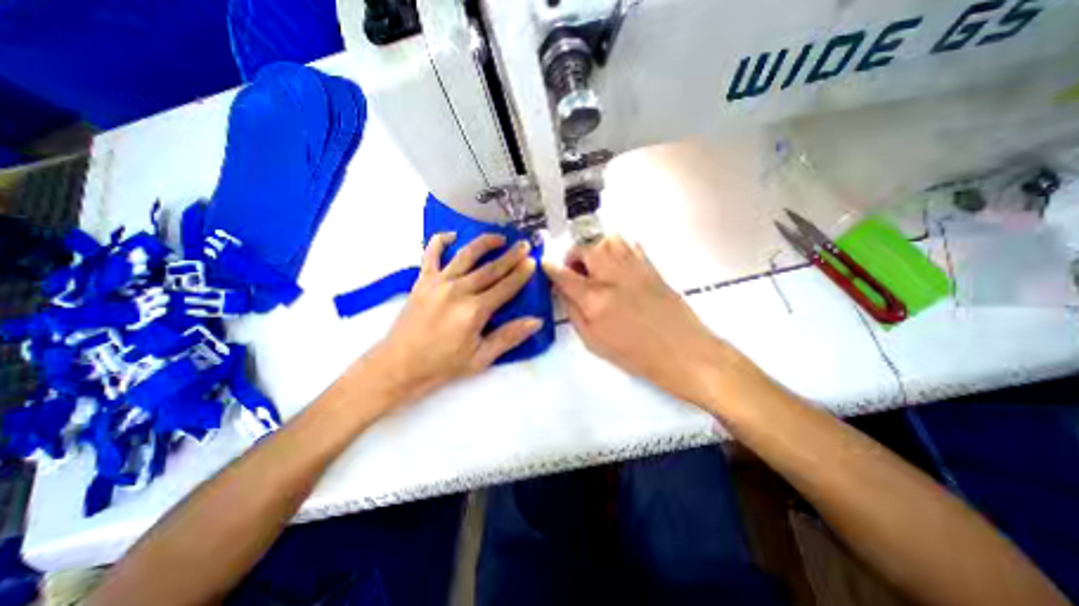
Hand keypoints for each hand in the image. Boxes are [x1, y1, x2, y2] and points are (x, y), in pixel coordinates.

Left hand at [360, 231, 539, 406]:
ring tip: (498, 237)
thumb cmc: (442, 365)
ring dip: (484, 243)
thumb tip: (536, 321)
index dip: (521, 274)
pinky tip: (451, 235)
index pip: (505, 287)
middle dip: (510, 255)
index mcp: (474, 311)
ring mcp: (438, 283)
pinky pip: (430, 255)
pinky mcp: (422, 282)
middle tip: (524, 244)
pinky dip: (439, 241)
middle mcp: (458, 291)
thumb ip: (508, 337)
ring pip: (466, 256)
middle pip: (490, 268)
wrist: (398, 366)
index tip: (533, 261)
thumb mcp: (480, 358)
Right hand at [544, 235, 736, 405]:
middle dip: (573, 255)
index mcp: (595, 298)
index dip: (550, 268)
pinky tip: (616, 264)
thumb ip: (575, 313)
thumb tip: (565, 293)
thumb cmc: (637, 355)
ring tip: (595, 265)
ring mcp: (634, 268)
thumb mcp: (595, 342)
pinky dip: (616, 248)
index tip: (544, 264)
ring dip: (594, 248)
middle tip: (574, 269)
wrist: (682, 352)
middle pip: (585, 248)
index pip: (564, 275)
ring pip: (607, 239)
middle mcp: (613, 276)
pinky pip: (629, 244)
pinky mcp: (650, 267)